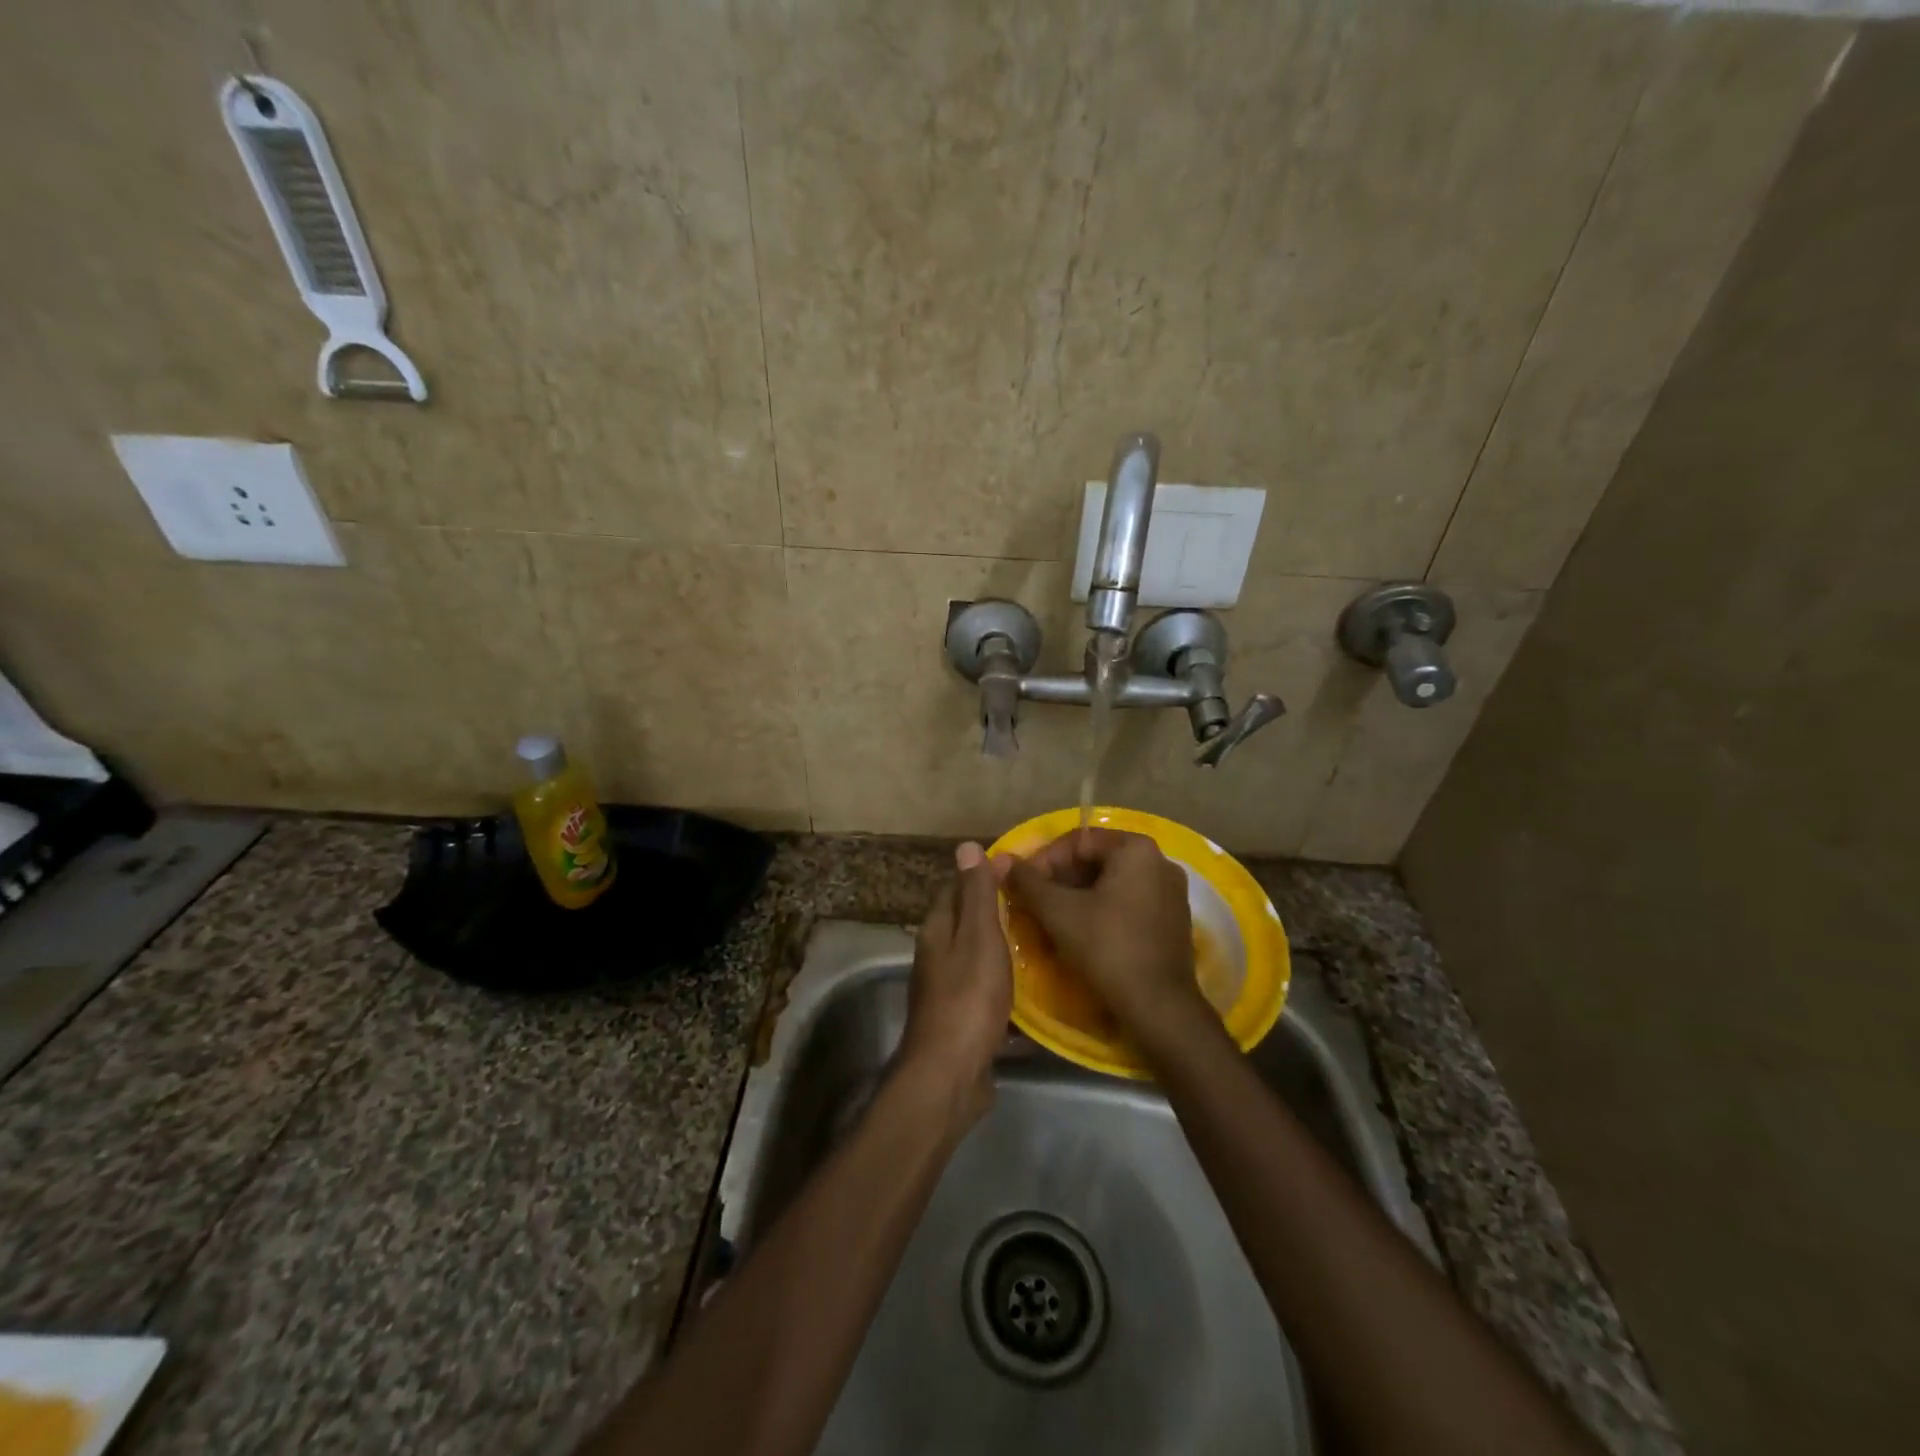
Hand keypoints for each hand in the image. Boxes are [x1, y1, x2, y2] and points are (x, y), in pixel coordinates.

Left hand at [899, 842, 1013, 1122]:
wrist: (950, 1075)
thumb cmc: (968, 998)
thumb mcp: (978, 937)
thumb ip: (976, 895)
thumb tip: (965, 846)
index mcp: (937, 930)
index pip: (958, 887)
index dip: (984, 874)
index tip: (1021, 866)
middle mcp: (937, 956)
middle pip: (967, 922)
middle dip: (997, 910)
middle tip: (1039, 902)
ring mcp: (948, 990)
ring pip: (977, 957)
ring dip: (1003, 947)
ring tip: (1043, 939)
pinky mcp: (962, 1021)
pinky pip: (987, 991)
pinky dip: (1006, 984)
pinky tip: (1033, 989)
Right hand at [1004, 828, 1201, 1036]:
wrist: (1159, 1007)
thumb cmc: (1106, 948)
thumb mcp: (1058, 912)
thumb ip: (1027, 882)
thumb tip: (1001, 860)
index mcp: (1136, 849)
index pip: (1078, 841)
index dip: (1043, 861)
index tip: (1022, 885)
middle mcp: (1160, 861)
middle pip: (1097, 859)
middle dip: (1061, 879)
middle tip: (1034, 902)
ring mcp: (1171, 892)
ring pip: (1112, 882)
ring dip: (1078, 895)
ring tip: (1052, 918)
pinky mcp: (1173, 920)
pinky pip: (1129, 902)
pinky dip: (1102, 910)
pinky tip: (1082, 932)